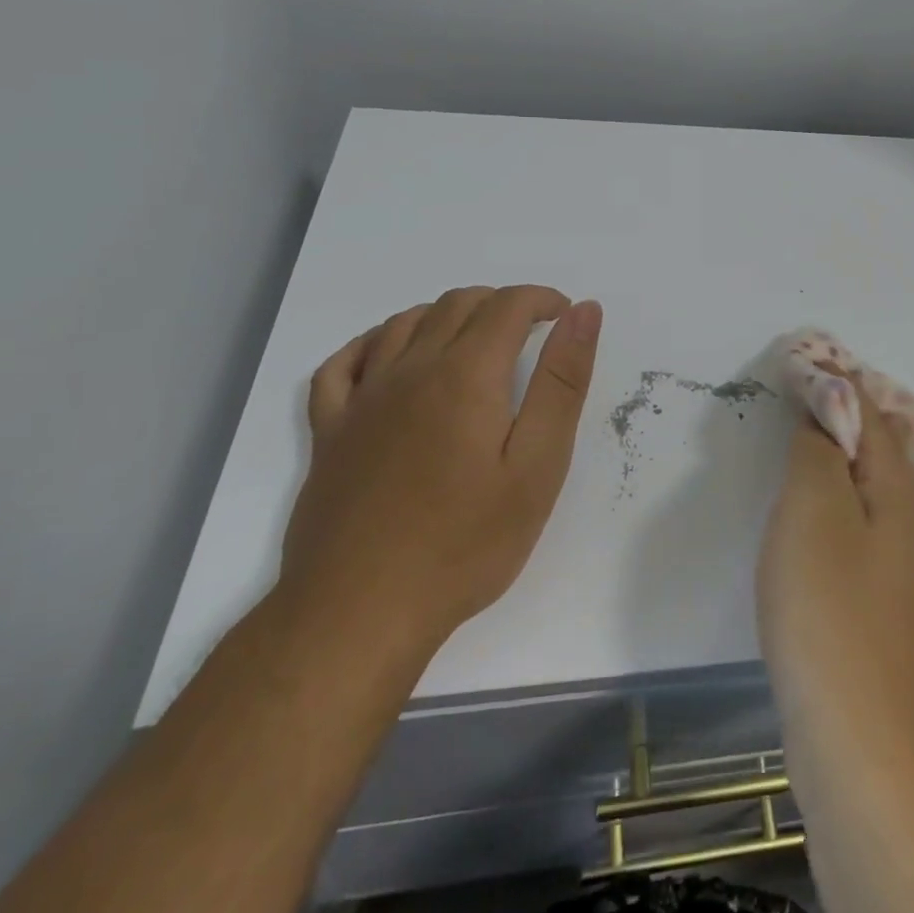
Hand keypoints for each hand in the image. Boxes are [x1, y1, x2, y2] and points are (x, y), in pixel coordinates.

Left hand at [283, 285, 602, 668]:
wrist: (360, 612)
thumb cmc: (466, 542)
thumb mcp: (537, 464)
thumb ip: (562, 381)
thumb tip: (584, 312)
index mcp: (465, 374)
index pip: (507, 305)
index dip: (541, 299)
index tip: (564, 316)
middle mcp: (410, 370)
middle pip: (456, 305)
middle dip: (500, 304)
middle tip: (530, 333)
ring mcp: (362, 399)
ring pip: (404, 323)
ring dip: (446, 315)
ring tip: (474, 342)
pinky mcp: (329, 432)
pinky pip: (343, 363)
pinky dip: (374, 343)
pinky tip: (391, 357)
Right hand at [756, 366, 913, 743]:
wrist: (864, 746)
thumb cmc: (832, 612)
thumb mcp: (815, 509)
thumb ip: (819, 449)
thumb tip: (824, 410)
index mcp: (898, 485)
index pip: (866, 408)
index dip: (830, 378)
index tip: (791, 357)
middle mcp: (906, 516)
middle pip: (868, 444)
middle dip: (830, 412)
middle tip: (783, 392)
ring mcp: (893, 564)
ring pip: (858, 486)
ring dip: (826, 456)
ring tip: (787, 438)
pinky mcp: (873, 602)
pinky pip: (848, 524)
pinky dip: (823, 499)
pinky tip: (799, 514)